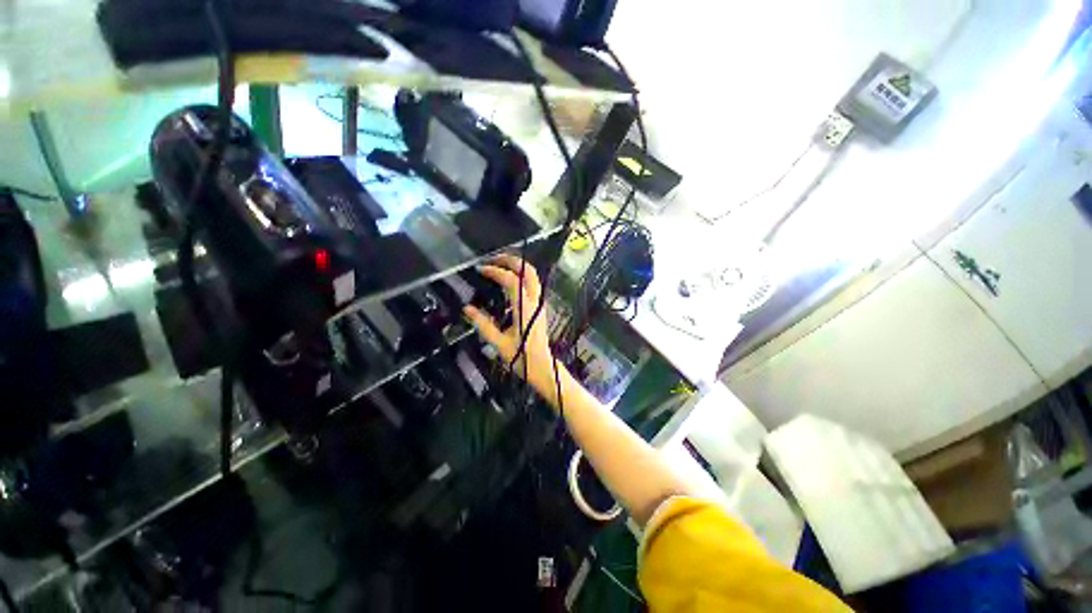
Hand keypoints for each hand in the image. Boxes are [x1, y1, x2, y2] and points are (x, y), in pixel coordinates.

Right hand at [462, 255, 564, 403]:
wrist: (542, 366)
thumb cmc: (521, 357)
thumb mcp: (499, 342)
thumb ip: (483, 324)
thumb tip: (467, 308)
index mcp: (524, 308)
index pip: (511, 280)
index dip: (495, 271)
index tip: (480, 270)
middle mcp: (535, 301)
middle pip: (528, 270)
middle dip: (511, 260)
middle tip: (492, 259)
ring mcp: (540, 303)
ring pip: (533, 275)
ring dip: (517, 266)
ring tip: (499, 265)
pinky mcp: (540, 307)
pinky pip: (533, 284)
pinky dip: (521, 275)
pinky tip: (509, 281)